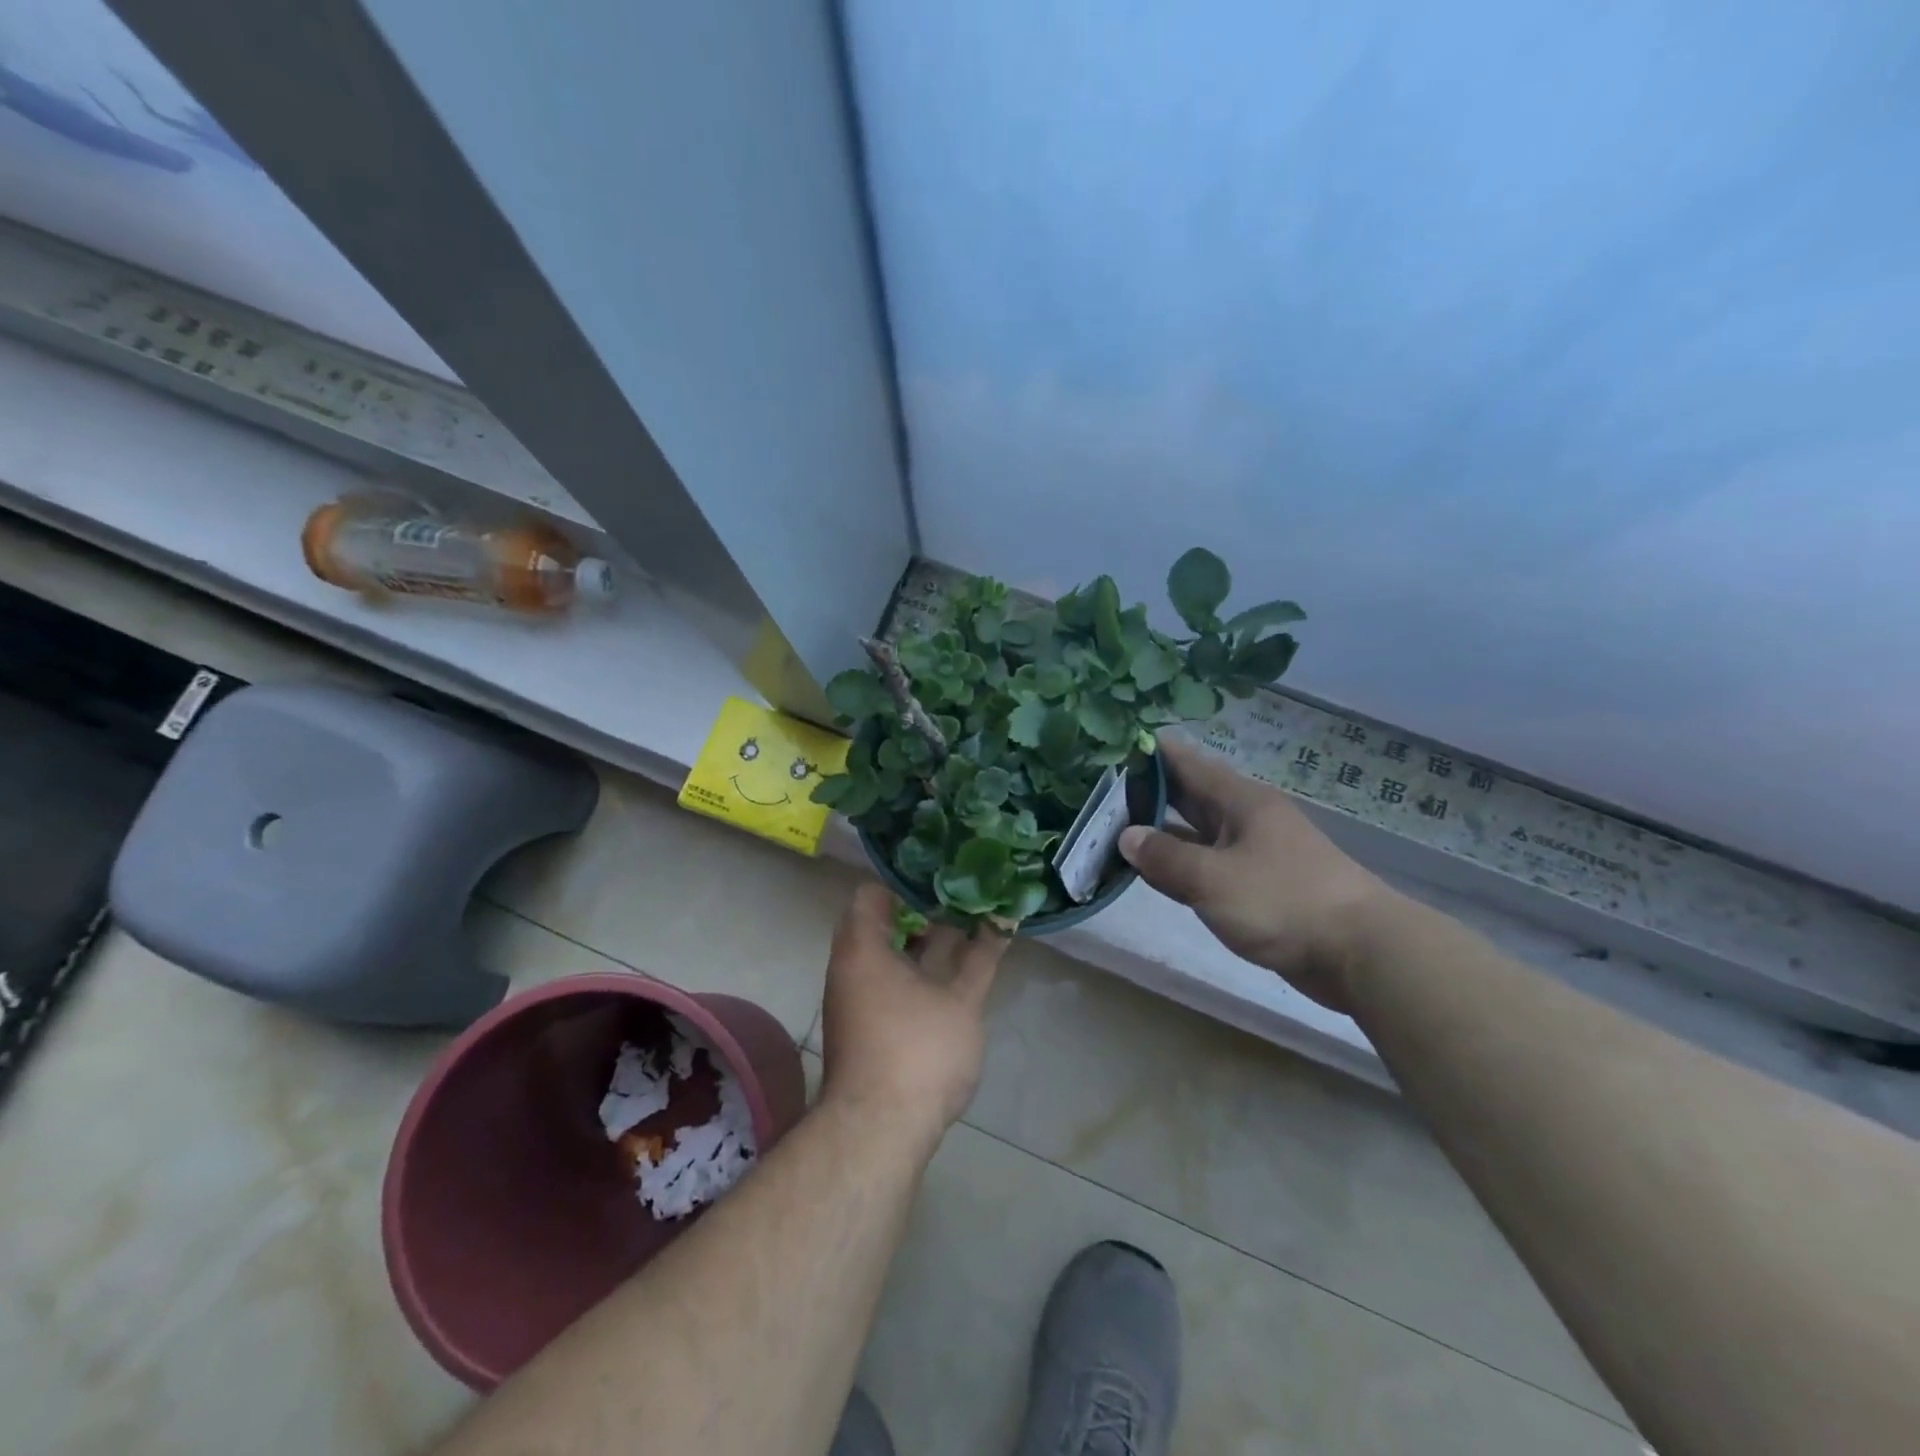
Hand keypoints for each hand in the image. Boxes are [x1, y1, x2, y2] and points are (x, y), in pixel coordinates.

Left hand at [818, 883, 1007, 1150]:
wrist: (878, 1132)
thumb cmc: (918, 1051)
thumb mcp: (961, 1000)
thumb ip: (981, 958)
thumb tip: (1002, 920)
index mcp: (863, 948)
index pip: (873, 893)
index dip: (908, 881)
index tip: (945, 879)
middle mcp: (850, 968)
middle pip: (882, 924)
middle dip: (924, 913)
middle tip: (964, 903)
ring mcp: (855, 1000)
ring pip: (888, 956)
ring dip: (922, 946)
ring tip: (966, 934)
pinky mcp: (865, 1028)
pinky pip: (888, 982)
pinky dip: (916, 973)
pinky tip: (952, 977)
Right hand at [1118, 735, 1390, 1012]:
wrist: (1360, 952)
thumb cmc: (1283, 901)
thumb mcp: (1213, 878)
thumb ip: (1166, 857)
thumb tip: (1126, 837)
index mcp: (1239, 800)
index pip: (1186, 762)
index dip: (1149, 752)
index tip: (1109, 748)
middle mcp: (1246, 818)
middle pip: (1189, 794)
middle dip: (1147, 791)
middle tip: (1100, 790)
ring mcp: (1254, 852)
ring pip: (1197, 832)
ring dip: (1161, 831)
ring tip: (1114, 828)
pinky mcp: (1260, 886)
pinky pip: (1209, 864)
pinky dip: (1180, 863)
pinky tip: (1154, 872)